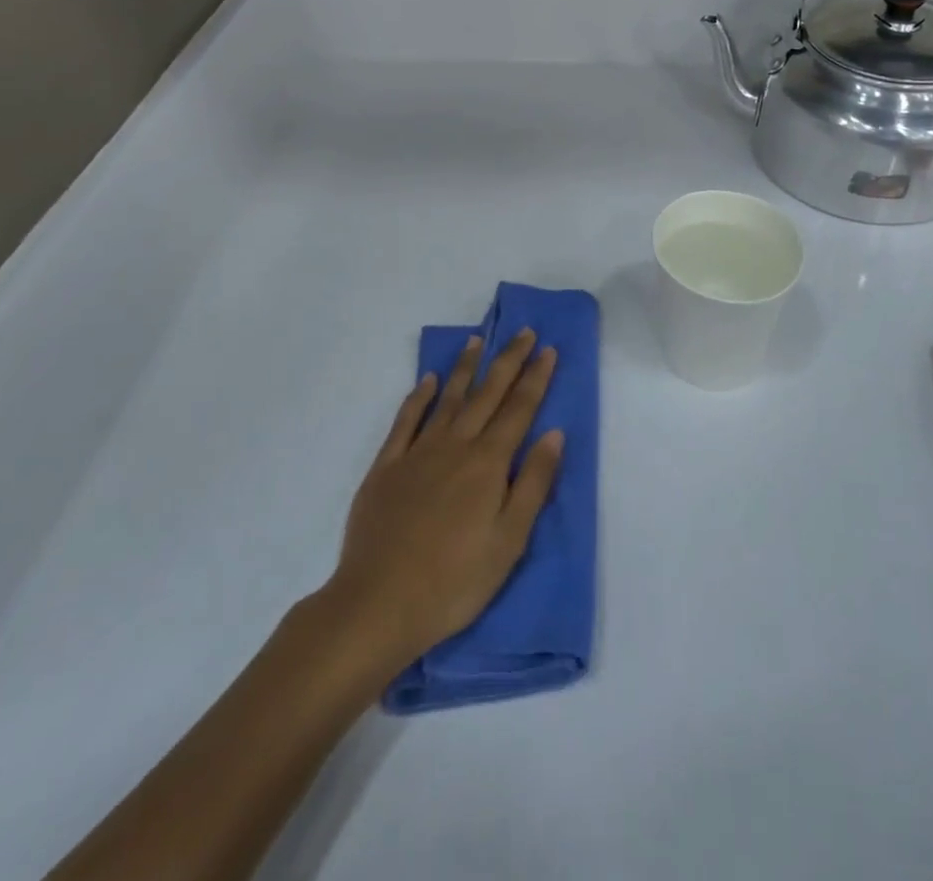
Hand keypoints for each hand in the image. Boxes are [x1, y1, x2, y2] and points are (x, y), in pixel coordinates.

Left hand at [323, 330, 563, 679]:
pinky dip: (419, 397)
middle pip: (487, 394)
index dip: (535, 377)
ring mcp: (417, 452)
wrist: (379, 602)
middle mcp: (455, 445)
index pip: (519, 410)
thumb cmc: (455, 581)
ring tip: (476, 340)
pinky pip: (406, 420)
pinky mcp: (386, 466)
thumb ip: (534, 483)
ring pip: (447, 398)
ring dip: (465, 368)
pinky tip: (427, 381)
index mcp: (488, 463)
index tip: (547, 349)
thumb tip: (553, 433)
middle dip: (508, 360)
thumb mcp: (509, 540)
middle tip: (522, 331)